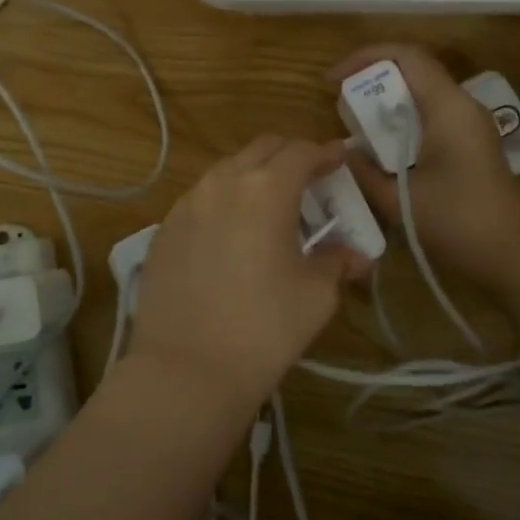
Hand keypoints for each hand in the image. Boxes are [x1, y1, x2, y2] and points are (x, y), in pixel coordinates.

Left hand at [128, 137, 369, 412]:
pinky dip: (226, 200)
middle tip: (312, 181)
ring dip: (255, 176)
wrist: (186, 370)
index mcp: (265, 189)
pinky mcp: (164, 229)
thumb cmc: (263, 329)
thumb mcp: (316, 295)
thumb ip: (337, 262)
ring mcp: (187, 203)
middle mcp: (222, 183)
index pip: (302, 152)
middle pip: (263, 149)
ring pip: (228, 170)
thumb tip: (355, 255)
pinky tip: (233, 232)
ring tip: (272, 207)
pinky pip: (202, 198)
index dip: (327, 154)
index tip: (342, 161)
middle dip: (291, 156)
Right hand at [330, 44, 519, 291]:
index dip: (365, 57)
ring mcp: (472, 124)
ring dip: (389, 100)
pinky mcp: (473, 142)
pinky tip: (385, 145)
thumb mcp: (398, 200)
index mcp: (449, 108)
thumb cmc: (457, 223)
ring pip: (424, 92)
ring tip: (357, 122)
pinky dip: (404, 119)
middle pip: (415, 70)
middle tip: (341, 101)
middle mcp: (463, 105)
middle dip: (374, 78)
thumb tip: (343, 150)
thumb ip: (364, 170)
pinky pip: (433, 114)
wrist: (512, 256)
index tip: (333, 80)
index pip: (407, 56)